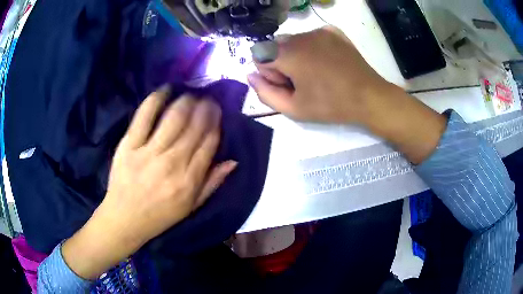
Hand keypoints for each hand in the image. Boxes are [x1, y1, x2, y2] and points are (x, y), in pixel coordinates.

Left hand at [62, 87, 236, 279]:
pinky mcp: (129, 146)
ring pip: (173, 117)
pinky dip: (156, 99)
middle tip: (207, 98)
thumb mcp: (191, 207)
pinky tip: (165, 89)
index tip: (218, 111)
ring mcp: (149, 153)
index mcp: (189, 180)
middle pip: (194, 126)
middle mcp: (172, 163)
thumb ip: (212, 183)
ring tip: (191, 94)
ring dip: (186, 101)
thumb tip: (233, 161)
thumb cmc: (159, 216)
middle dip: (205, 107)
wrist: (124, 219)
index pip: (210, 143)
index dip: (216, 122)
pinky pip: (144, 117)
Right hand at [248, 26, 446, 163]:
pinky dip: (312, 47)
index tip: (287, 85)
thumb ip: (265, 92)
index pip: (259, 56)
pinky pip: (312, 36)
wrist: (369, 96)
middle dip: (281, 62)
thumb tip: (251, 76)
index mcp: (288, 53)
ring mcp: (318, 31)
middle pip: (275, 46)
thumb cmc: (331, 105)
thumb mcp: (293, 108)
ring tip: (315, 72)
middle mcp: (300, 36)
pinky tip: (325, 61)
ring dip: (296, 54)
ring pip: (293, 40)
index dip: (269, 73)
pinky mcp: (333, 31)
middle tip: (302, 81)